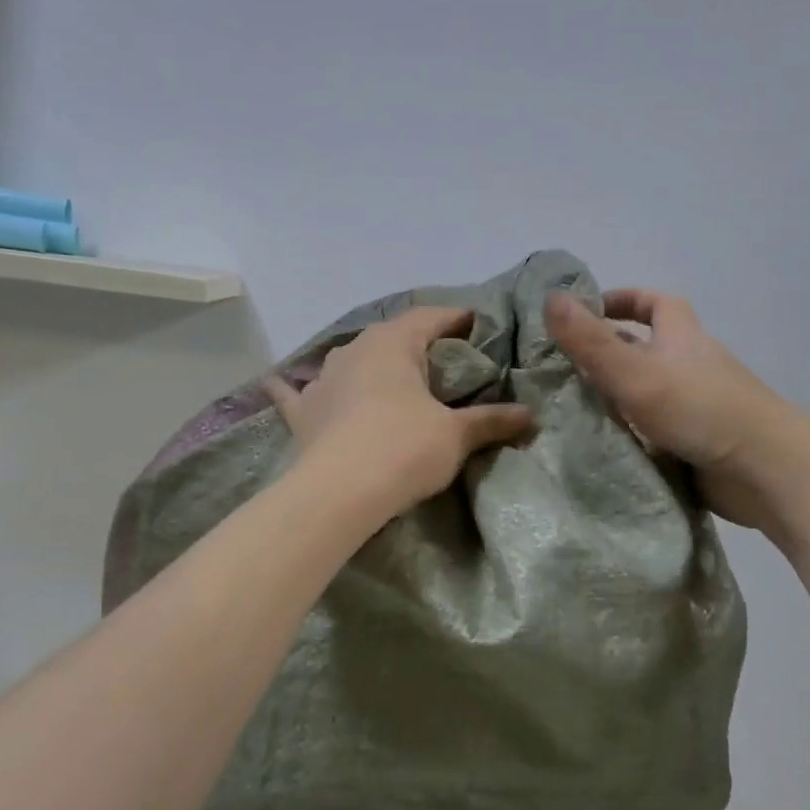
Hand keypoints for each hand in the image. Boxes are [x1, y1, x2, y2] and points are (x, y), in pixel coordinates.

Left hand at [269, 306, 533, 520]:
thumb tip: (529, 416)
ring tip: (388, 374)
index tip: (477, 325)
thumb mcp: (455, 435)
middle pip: (391, 335)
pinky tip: (280, 381)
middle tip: (444, 359)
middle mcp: (354, 350)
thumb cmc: (404, 449)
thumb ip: (491, 420)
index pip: (431, 317)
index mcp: (394, 343)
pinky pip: (296, 393)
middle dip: (417, 343)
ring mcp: (322, 379)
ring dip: (368, 363)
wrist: (339, 492)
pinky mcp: (302, 412)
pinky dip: (294, 388)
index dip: (456, 319)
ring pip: (349, 360)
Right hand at [545, 288, 802, 526]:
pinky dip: (627, 434)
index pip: (655, 303)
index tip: (587, 311)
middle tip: (560, 369)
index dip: (623, 300)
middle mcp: (689, 368)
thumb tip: (550, 296)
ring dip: (613, 398)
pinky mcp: (695, 444)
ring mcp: (694, 408)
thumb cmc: (699, 409)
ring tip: (565, 410)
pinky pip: (652, 431)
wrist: (763, 471)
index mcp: (681, 339)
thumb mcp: (634, 371)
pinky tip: (596, 447)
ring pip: (646, 394)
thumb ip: (591, 341)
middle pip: (646, 350)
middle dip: (607, 353)